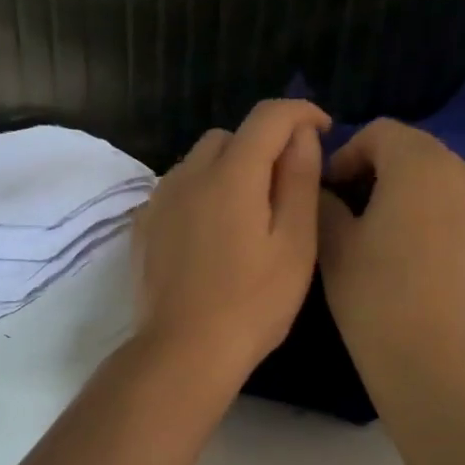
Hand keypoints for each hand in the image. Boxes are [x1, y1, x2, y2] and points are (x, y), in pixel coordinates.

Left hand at [132, 99, 329, 387]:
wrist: (183, 351)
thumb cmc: (252, 303)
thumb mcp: (295, 244)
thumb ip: (300, 180)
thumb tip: (301, 136)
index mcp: (231, 174)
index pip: (268, 116)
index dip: (300, 113)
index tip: (321, 131)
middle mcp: (188, 174)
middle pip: (230, 137)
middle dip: (262, 146)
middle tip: (284, 188)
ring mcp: (159, 200)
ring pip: (198, 162)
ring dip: (227, 170)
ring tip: (247, 215)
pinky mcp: (143, 226)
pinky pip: (177, 190)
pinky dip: (200, 194)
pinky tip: (211, 234)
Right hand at [317, 119, 464, 374]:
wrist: (426, 353)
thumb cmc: (371, 292)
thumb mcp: (332, 242)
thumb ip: (324, 200)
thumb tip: (324, 189)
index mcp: (417, 164)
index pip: (379, 132)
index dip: (346, 154)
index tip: (328, 190)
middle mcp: (459, 173)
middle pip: (413, 149)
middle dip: (377, 167)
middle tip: (349, 205)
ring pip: (438, 177)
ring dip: (405, 189)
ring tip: (379, 229)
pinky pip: (456, 207)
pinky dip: (430, 213)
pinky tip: (410, 253)